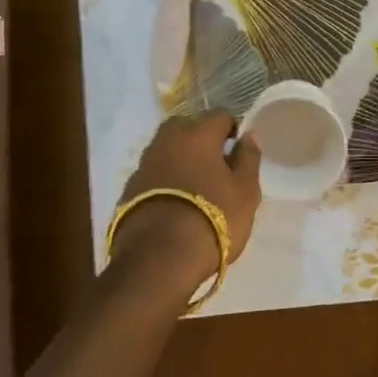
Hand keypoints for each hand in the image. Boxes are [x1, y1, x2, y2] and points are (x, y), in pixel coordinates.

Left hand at [112, 112, 262, 284]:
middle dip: (201, 139)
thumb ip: (248, 159)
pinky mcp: (129, 189)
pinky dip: (165, 180)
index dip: (233, 132)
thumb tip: (248, 135)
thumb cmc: (213, 219)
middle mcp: (167, 141)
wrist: (159, 258)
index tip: (239, 154)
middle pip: (186, 127)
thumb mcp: (245, 192)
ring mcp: (144, 164)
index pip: (220, 117)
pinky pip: (154, 174)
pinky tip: (175, 203)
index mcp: (198, 134)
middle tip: (216, 167)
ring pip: (167, 150)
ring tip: (195, 187)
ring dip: (180, 160)